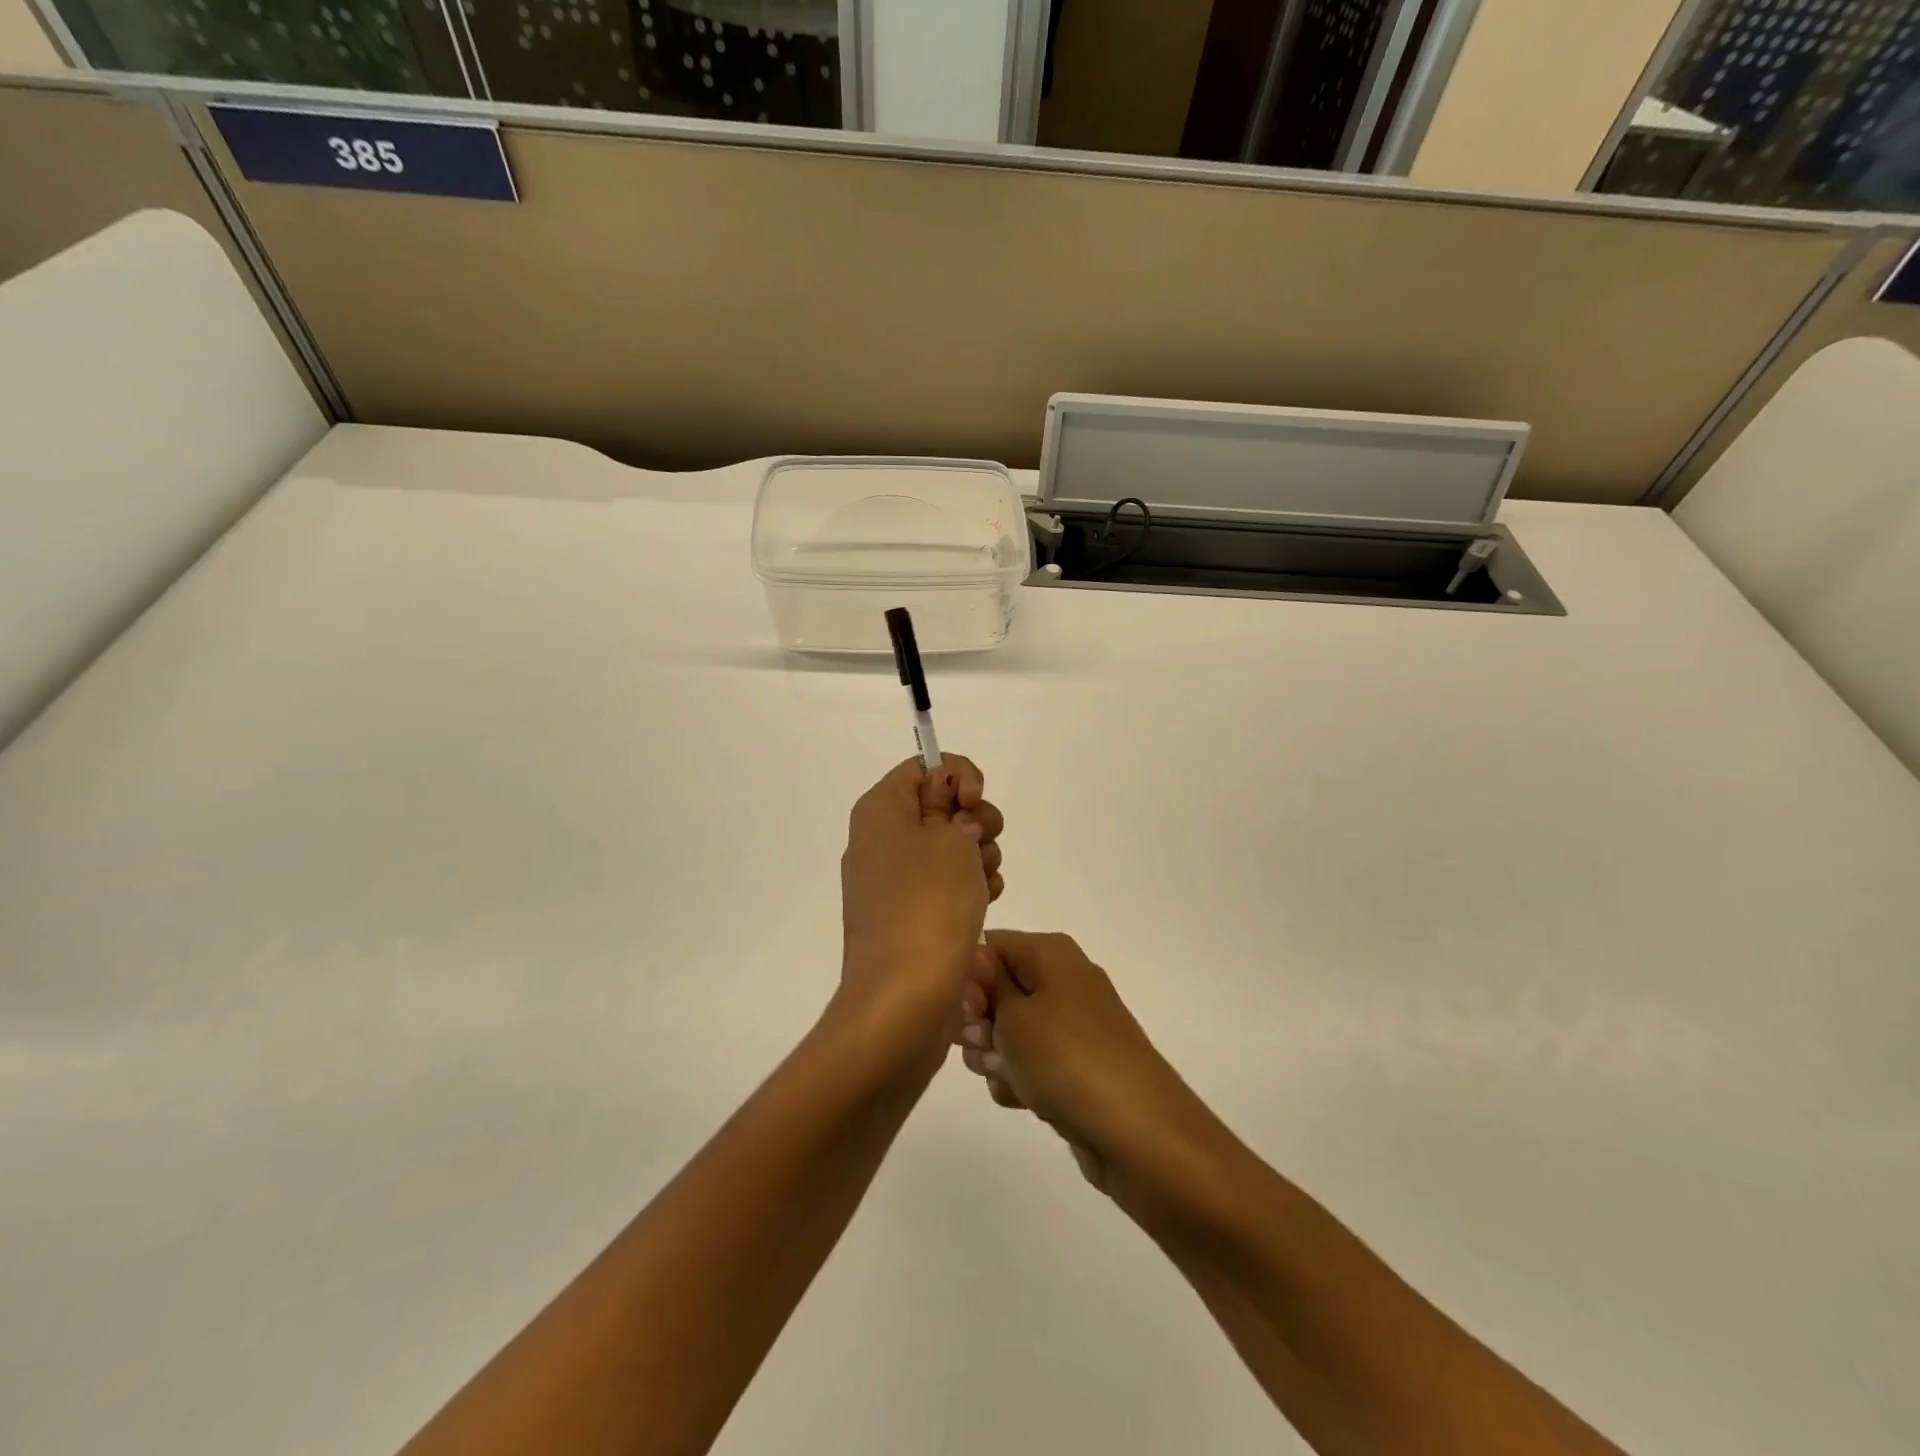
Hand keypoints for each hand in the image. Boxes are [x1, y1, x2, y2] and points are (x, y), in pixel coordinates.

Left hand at [838, 756, 1004, 1044]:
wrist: (903, 999)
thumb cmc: (928, 905)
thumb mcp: (950, 839)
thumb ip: (953, 804)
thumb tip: (949, 808)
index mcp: (880, 810)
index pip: (922, 767)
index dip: (958, 775)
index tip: (976, 801)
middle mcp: (881, 839)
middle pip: (940, 806)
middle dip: (975, 820)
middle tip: (983, 844)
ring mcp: (894, 880)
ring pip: (950, 847)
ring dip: (979, 858)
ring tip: (984, 886)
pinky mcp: (910, 914)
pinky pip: (946, 884)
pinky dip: (970, 888)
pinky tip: (984, 905)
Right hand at [957, 931, 1211, 1208]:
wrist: (1139, 1134)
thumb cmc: (1068, 1061)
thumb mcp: (1013, 1017)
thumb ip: (984, 987)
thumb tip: (976, 964)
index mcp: (1050, 953)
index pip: (988, 946)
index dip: (968, 979)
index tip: (966, 1013)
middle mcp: (1063, 980)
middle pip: (997, 989)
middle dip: (980, 1023)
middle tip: (986, 1048)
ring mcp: (1071, 1025)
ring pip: (1009, 1032)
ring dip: (997, 1057)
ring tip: (1011, 1079)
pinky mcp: (1076, 1066)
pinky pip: (1031, 1064)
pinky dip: (1020, 1080)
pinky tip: (1025, 1100)